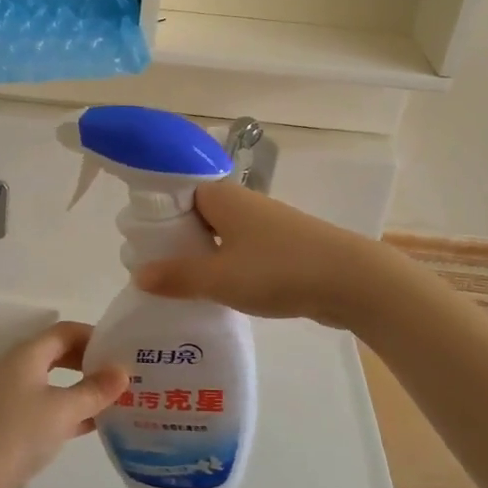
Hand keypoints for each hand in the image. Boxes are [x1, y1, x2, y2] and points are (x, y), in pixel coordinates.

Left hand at [0, 322, 128, 487]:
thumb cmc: (17, 433)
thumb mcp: (63, 410)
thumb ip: (95, 390)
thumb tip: (123, 371)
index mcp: (27, 355)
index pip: (65, 332)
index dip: (94, 336)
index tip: (122, 349)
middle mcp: (17, 369)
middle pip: (59, 354)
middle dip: (90, 362)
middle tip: (121, 375)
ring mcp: (11, 396)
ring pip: (54, 383)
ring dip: (82, 388)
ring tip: (114, 399)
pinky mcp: (9, 423)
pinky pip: (46, 407)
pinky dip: (68, 411)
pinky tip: (93, 425)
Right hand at [132, 180, 395, 328]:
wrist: (351, 280)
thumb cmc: (278, 269)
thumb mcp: (218, 278)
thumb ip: (176, 277)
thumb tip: (138, 274)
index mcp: (221, 196)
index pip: (175, 194)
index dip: (155, 216)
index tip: (137, 245)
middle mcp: (242, 202)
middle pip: (196, 215)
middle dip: (175, 241)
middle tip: (152, 271)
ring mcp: (265, 224)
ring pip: (219, 235)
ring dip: (201, 257)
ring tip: (178, 287)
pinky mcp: (282, 247)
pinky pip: (241, 251)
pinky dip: (225, 267)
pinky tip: (217, 293)